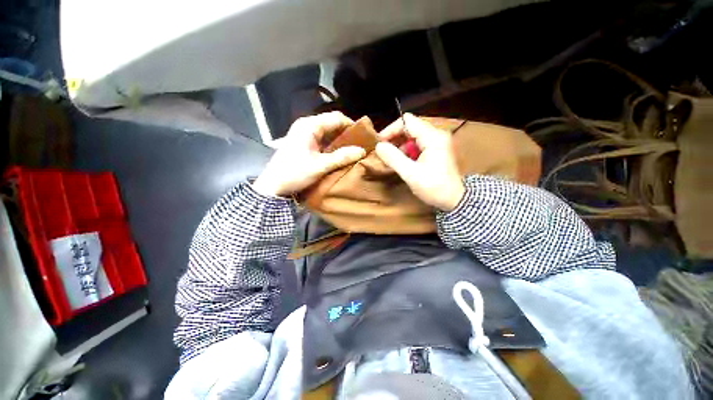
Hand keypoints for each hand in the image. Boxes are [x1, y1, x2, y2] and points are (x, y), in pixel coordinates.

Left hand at [253, 112, 365, 196]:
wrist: (273, 185)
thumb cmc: (295, 173)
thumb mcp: (320, 166)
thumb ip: (341, 157)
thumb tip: (362, 151)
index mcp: (310, 125)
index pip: (336, 118)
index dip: (352, 125)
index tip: (364, 136)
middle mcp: (306, 125)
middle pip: (331, 123)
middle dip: (346, 133)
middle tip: (360, 144)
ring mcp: (303, 133)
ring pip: (327, 131)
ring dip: (340, 139)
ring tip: (353, 149)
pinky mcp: (303, 142)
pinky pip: (321, 139)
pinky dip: (331, 145)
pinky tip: (339, 153)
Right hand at [376, 114, 464, 210]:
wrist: (455, 200)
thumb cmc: (434, 187)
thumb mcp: (411, 174)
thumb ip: (393, 158)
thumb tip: (378, 146)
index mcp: (432, 137)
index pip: (407, 121)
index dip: (391, 130)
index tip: (380, 143)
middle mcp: (436, 134)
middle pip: (410, 127)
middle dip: (394, 138)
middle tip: (383, 152)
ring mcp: (438, 142)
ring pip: (413, 136)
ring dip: (400, 145)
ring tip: (391, 159)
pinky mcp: (437, 150)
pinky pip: (418, 144)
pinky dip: (407, 151)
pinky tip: (402, 162)